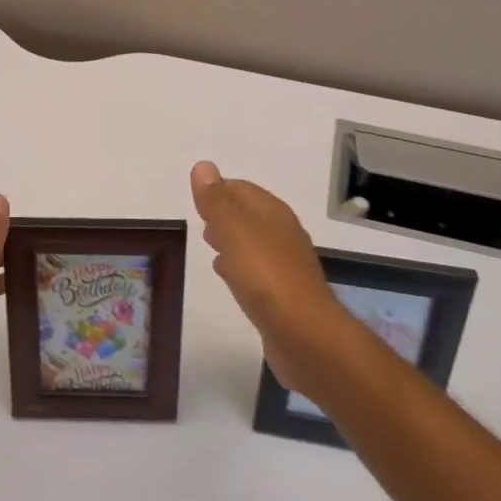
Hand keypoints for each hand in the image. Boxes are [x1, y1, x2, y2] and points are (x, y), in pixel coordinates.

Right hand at [190, 162, 344, 393]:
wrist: (305, 335)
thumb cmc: (265, 275)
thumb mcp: (233, 230)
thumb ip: (216, 200)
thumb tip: (203, 166)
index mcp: (272, 212)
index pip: (241, 188)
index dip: (217, 190)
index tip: (196, 200)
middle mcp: (282, 233)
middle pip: (248, 214)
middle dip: (224, 214)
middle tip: (200, 221)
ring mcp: (286, 265)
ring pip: (252, 242)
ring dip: (231, 240)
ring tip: (209, 245)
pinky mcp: (284, 294)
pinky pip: (256, 270)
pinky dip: (239, 266)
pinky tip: (228, 276)